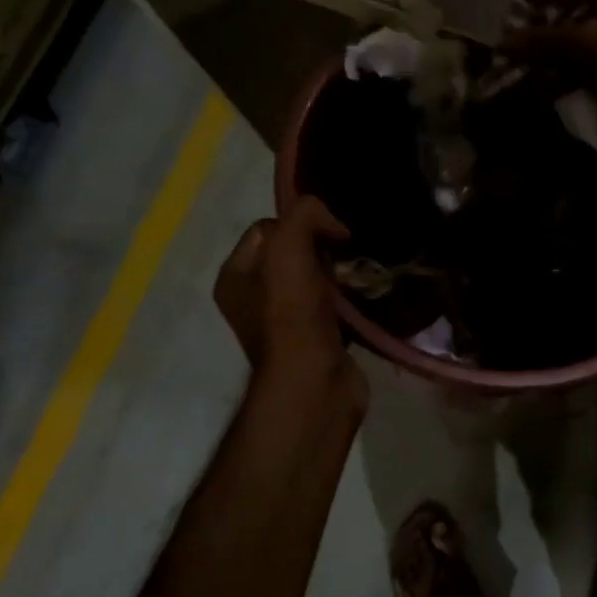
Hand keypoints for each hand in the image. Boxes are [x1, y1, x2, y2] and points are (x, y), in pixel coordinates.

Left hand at [215, 197, 363, 396]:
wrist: (314, 381)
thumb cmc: (292, 312)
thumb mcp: (289, 246)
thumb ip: (305, 214)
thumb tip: (333, 224)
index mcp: (234, 275)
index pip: (267, 227)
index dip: (299, 223)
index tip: (328, 235)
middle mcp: (252, 298)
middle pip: (292, 252)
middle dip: (321, 248)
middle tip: (343, 256)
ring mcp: (283, 322)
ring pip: (314, 278)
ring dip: (337, 274)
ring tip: (358, 275)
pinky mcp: (313, 339)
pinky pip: (332, 305)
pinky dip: (347, 299)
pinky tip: (362, 297)